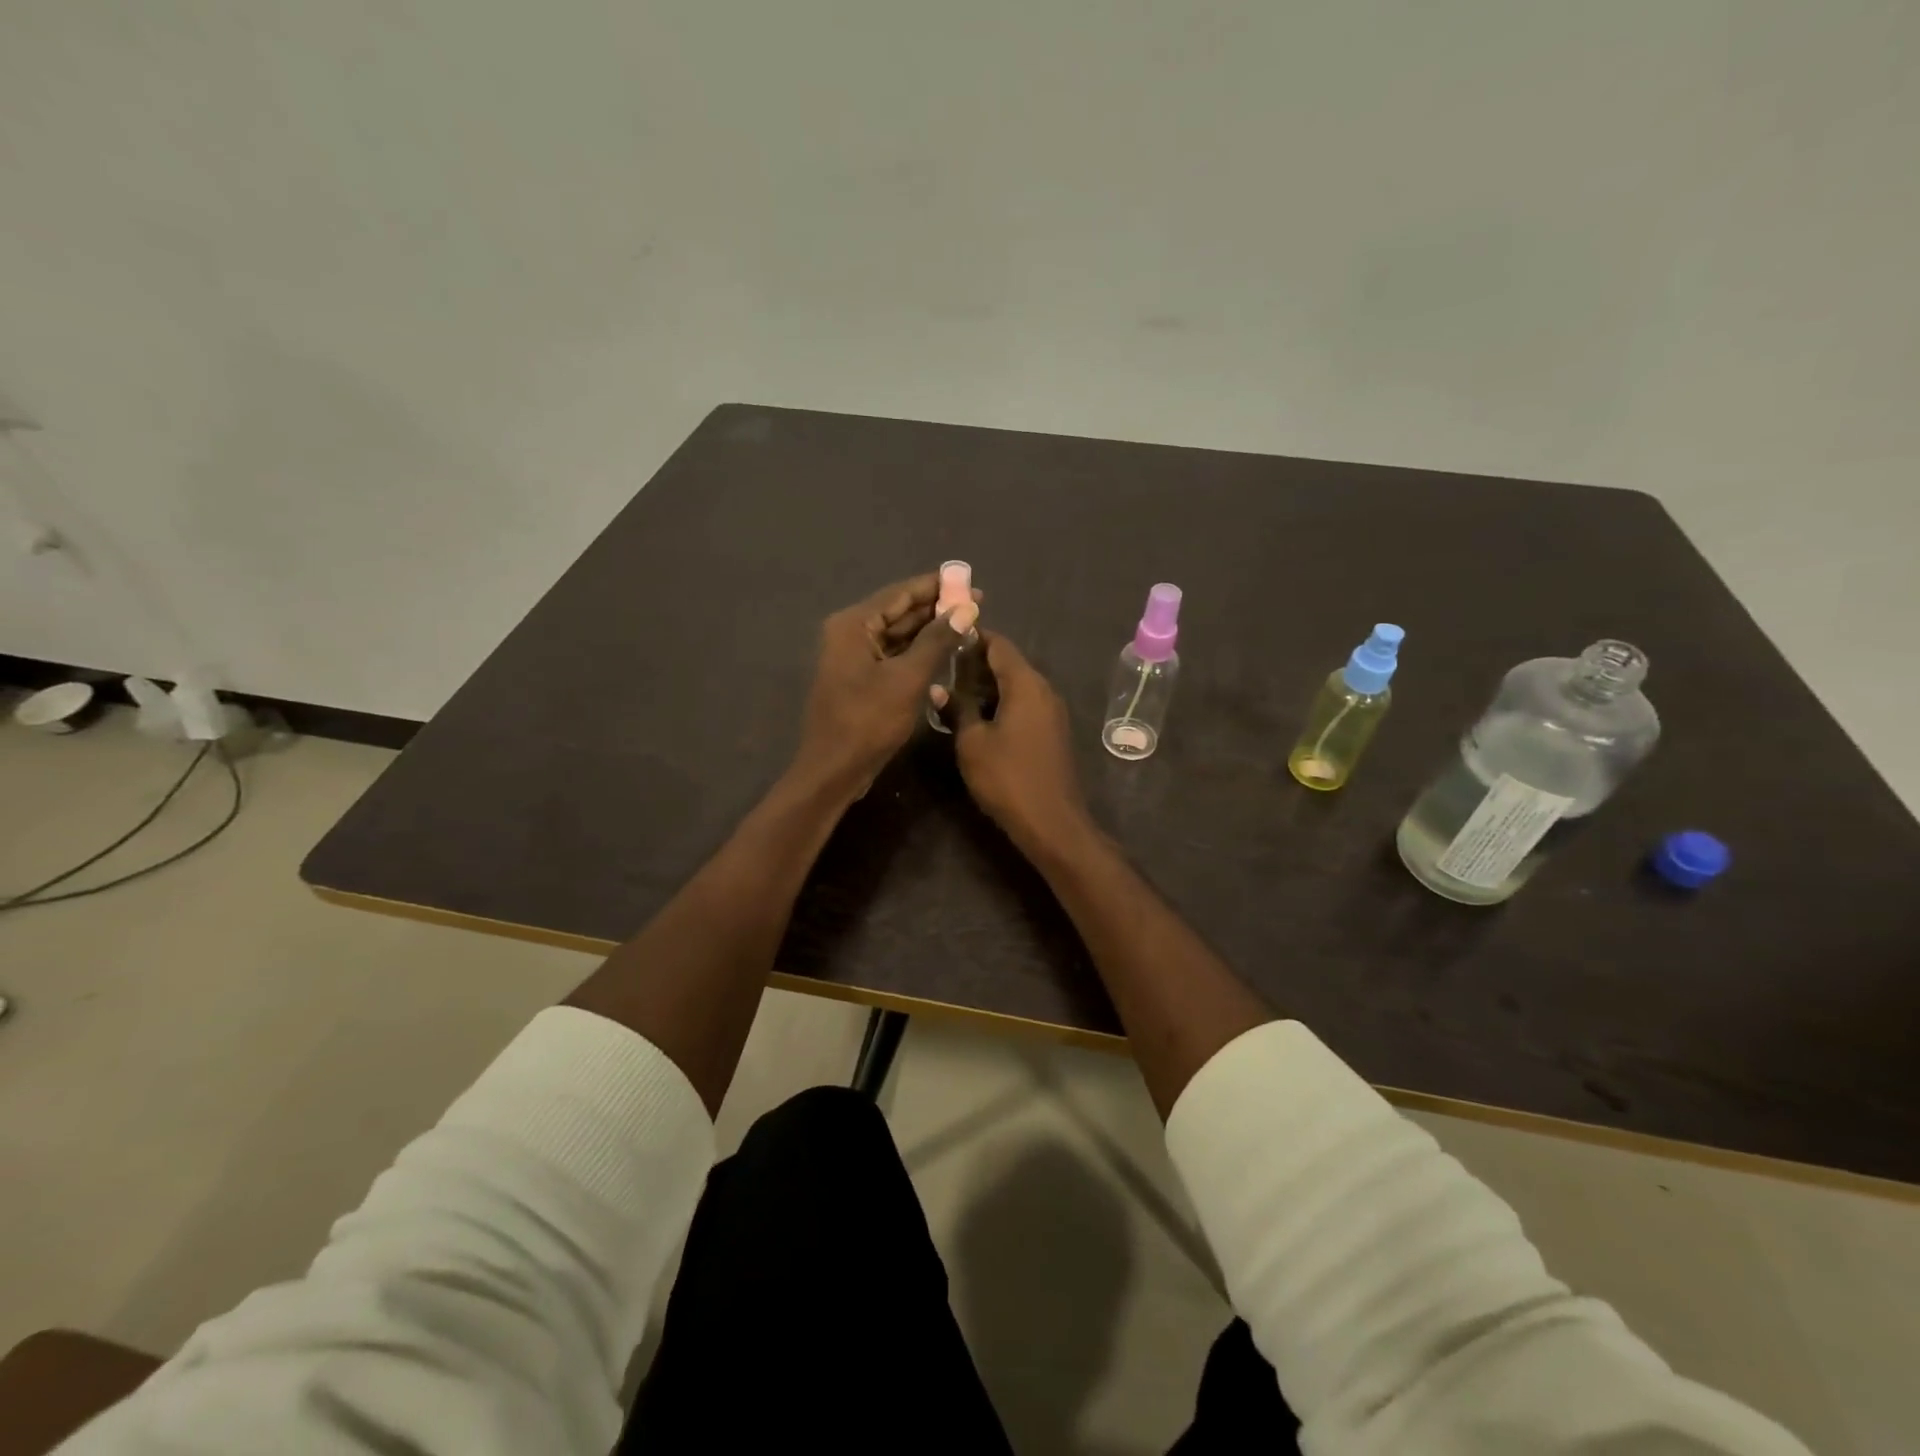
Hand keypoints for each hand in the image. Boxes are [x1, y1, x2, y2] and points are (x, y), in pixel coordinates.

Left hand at [795, 572, 979, 794]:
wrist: (834, 770)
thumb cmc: (868, 722)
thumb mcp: (908, 679)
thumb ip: (937, 641)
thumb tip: (966, 610)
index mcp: (854, 625)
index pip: (900, 593)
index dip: (937, 586)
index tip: (969, 581)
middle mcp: (850, 633)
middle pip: (899, 612)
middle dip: (936, 608)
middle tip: (976, 606)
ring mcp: (854, 658)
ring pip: (898, 635)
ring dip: (930, 631)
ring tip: (967, 625)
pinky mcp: (861, 679)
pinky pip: (894, 655)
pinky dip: (918, 652)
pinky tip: (945, 652)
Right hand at [951, 631, 1091, 854]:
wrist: (1052, 822)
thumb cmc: (1008, 778)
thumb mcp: (972, 743)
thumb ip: (957, 709)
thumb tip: (938, 688)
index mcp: (1026, 684)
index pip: (999, 644)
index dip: (972, 637)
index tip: (945, 638)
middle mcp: (1044, 690)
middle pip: (1009, 663)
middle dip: (976, 663)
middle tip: (942, 668)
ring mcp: (1052, 712)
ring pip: (1017, 686)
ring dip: (988, 686)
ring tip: (953, 693)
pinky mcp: (1052, 732)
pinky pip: (1025, 705)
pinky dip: (1002, 703)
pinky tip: (978, 717)